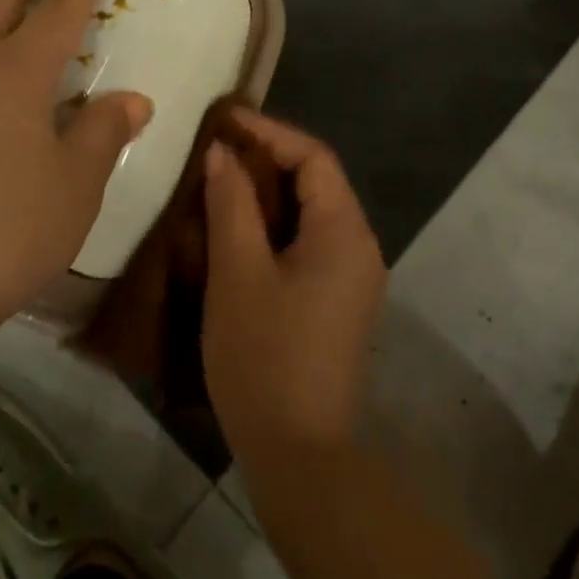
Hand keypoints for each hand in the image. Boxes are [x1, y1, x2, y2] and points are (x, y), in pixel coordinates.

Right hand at [201, 109, 385, 470]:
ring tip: (223, 178)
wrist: (300, 457)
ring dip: (270, 190)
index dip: (269, 133)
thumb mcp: (238, 272)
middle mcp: (359, 246)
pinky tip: (240, 226)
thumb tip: (222, 153)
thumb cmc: (264, 356)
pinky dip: (276, 222)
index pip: (314, 158)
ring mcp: (353, 276)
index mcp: (344, 232)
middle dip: (268, 158)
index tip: (226, 121)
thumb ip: (231, 203)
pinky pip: (310, 240)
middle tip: (219, 147)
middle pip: (317, 181)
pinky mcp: (337, 300)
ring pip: (311, 211)